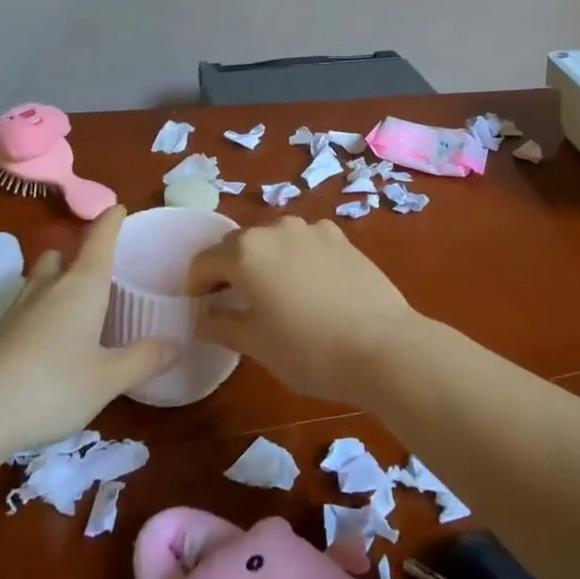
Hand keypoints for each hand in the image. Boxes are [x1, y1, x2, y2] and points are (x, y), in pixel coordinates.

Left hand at [0, 206, 177, 448]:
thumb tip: (176, 344)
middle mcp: (49, 288)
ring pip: (38, 281)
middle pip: (60, 255)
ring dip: (55, 282)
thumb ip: (143, 359)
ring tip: (75, 305)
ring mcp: (17, 311)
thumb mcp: (108, 378)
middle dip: (76, 255)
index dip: (111, 221)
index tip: (119, 207)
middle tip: (96, 271)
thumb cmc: (53, 385)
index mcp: (82, 285)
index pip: (99, 239)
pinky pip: (25, 310)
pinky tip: (49, 342)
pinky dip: (40, 313)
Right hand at [186, 216, 425, 403]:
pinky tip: (310, 288)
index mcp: (246, 251)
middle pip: (238, 246)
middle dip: (229, 271)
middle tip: (232, 304)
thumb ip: (222, 324)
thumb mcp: (256, 344)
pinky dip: (296, 259)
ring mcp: (312, 229)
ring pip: (274, 241)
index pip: (204, 261)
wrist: (384, 345)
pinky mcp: (341, 237)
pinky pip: (305, 243)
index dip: (195, 286)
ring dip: (264, 262)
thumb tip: (203, 318)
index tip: (200, 309)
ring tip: (273, 295)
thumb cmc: (309, 350)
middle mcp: (276, 229)